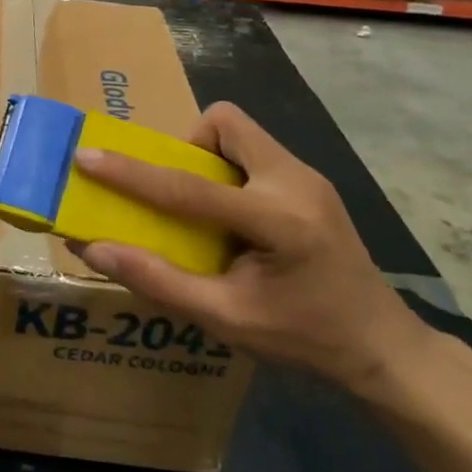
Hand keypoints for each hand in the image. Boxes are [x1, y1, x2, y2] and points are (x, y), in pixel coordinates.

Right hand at [72, 102, 427, 393]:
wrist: (383, 347)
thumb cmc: (305, 339)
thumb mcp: (226, 319)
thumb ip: (157, 280)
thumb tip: (93, 249)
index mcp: (279, 221)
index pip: (188, 187)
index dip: (131, 173)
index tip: (87, 155)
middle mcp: (296, 182)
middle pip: (225, 123)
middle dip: (187, 146)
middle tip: (176, 193)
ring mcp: (308, 176)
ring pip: (240, 131)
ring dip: (208, 157)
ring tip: (204, 209)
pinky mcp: (309, 181)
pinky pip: (254, 151)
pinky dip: (228, 170)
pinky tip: (233, 217)